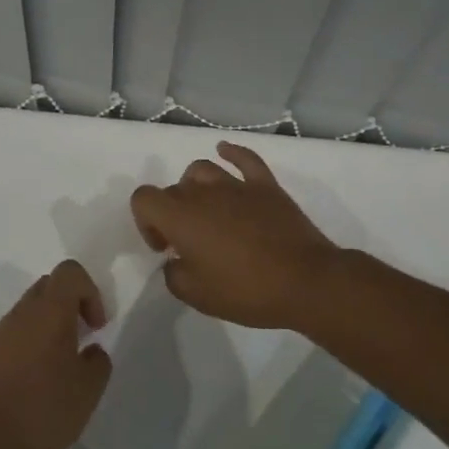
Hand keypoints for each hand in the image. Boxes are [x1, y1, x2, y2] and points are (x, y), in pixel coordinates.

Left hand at [0, 260, 111, 448]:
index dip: (90, 291)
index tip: (96, 326)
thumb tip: (90, 350)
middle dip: (70, 304)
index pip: (69, 272)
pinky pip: (12, 335)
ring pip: (28, 311)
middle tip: (81, 339)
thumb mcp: (89, 390)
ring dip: (48, 326)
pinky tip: (35, 382)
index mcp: (49, 312)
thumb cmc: (45, 411)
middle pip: (48, 286)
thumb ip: (98, 361)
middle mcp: (20, 314)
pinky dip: (28, 345)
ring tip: (59, 366)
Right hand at [130, 142, 344, 332]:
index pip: (143, 198)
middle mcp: (204, 193)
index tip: (165, 247)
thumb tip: (176, 261)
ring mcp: (237, 185)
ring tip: (205, 210)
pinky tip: (224, 152)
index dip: (145, 221)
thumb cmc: (246, 291)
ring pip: (202, 169)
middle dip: (172, 213)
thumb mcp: (197, 296)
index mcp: (181, 217)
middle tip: (189, 244)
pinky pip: (244, 159)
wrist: (305, 282)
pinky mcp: (266, 185)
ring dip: (194, 187)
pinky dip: (231, 153)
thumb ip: (174, 275)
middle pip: (174, 188)